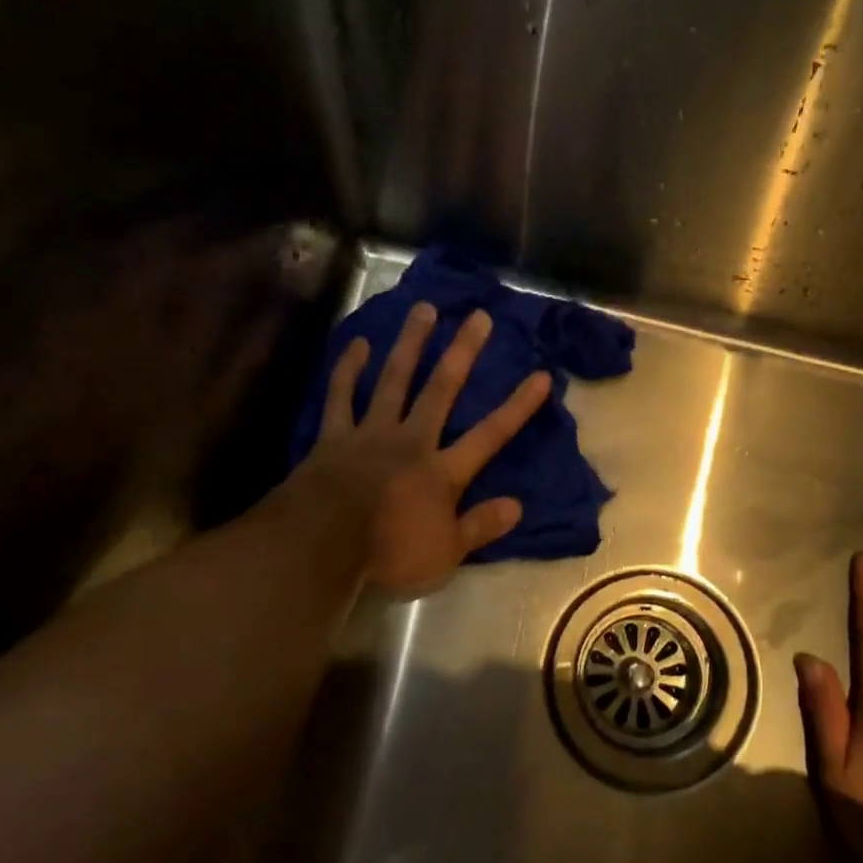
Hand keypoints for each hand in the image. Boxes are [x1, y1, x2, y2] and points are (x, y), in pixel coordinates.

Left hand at [302, 301, 550, 594]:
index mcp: (441, 472)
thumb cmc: (388, 552)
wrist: (320, 545)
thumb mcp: (446, 553)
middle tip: (478, 317)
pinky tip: (359, 343)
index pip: (490, 435)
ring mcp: (371, 433)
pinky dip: (349, 369)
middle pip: (441, 390)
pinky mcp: (334, 436)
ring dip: (410, 344)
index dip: (518, 406)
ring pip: (394, 380)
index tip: (542, 375)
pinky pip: (341, 396)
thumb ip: (481, 527)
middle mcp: (411, 441)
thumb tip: (518, 505)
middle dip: (463, 353)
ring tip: (424, 310)